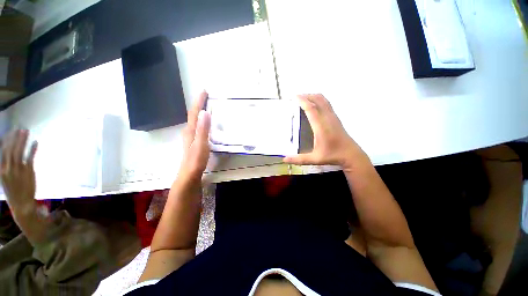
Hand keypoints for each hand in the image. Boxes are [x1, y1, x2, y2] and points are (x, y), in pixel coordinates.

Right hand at [1, 130, 37, 209]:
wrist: (21, 205)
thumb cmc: (14, 191)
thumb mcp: (6, 179)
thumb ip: (7, 167)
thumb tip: (10, 155)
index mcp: (2, 170)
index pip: (2, 151)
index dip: (6, 141)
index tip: (10, 132)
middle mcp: (8, 168)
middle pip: (10, 149)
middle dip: (14, 138)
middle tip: (19, 128)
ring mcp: (18, 170)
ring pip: (19, 151)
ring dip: (22, 140)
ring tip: (26, 131)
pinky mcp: (28, 172)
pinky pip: (30, 158)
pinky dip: (32, 149)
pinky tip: (36, 142)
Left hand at [179, 91, 211, 179]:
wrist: (189, 174)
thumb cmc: (196, 160)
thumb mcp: (201, 144)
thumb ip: (203, 129)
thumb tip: (204, 112)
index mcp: (191, 130)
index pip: (194, 112)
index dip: (199, 101)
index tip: (204, 91)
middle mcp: (189, 131)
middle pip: (193, 114)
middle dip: (199, 103)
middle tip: (206, 96)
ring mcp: (190, 136)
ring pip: (195, 120)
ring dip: (199, 111)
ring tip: (206, 105)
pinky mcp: (193, 141)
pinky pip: (197, 126)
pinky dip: (201, 120)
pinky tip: (204, 122)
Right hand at [283, 94, 368, 170]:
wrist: (351, 154)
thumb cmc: (332, 156)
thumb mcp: (314, 159)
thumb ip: (298, 159)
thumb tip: (284, 159)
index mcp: (321, 127)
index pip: (311, 109)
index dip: (303, 101)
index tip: (294, 97)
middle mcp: (328, 118)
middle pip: (318, 100)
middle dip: (307, 95)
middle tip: (296, 97)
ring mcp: (333, 116)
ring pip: (324, 100)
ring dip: (313, 96)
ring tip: (304, 98)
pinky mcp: (336, 118)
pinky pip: (327, 103)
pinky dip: (319, 99)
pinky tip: (314, 104)